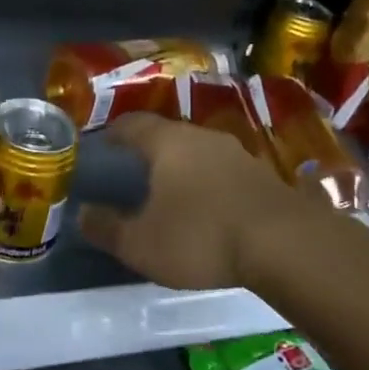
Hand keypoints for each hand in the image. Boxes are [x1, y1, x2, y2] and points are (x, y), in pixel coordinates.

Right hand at [79, 114, 299, 291]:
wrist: (286, 245)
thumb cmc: (200, 236)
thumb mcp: (141, 244)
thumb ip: (107, 228)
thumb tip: (82, 214)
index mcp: (167, 142)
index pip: (131, 124)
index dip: (113, 134)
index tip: (101, 148)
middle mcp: (202, 137)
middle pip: (167, 135)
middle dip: (148, 152)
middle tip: (132, 174)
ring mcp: (238, 154)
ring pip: (199, 153)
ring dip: (182, 168)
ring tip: (170, 193)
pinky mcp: (264, 176)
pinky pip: (224, 172)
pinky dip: (210, 184)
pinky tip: (208, 209)